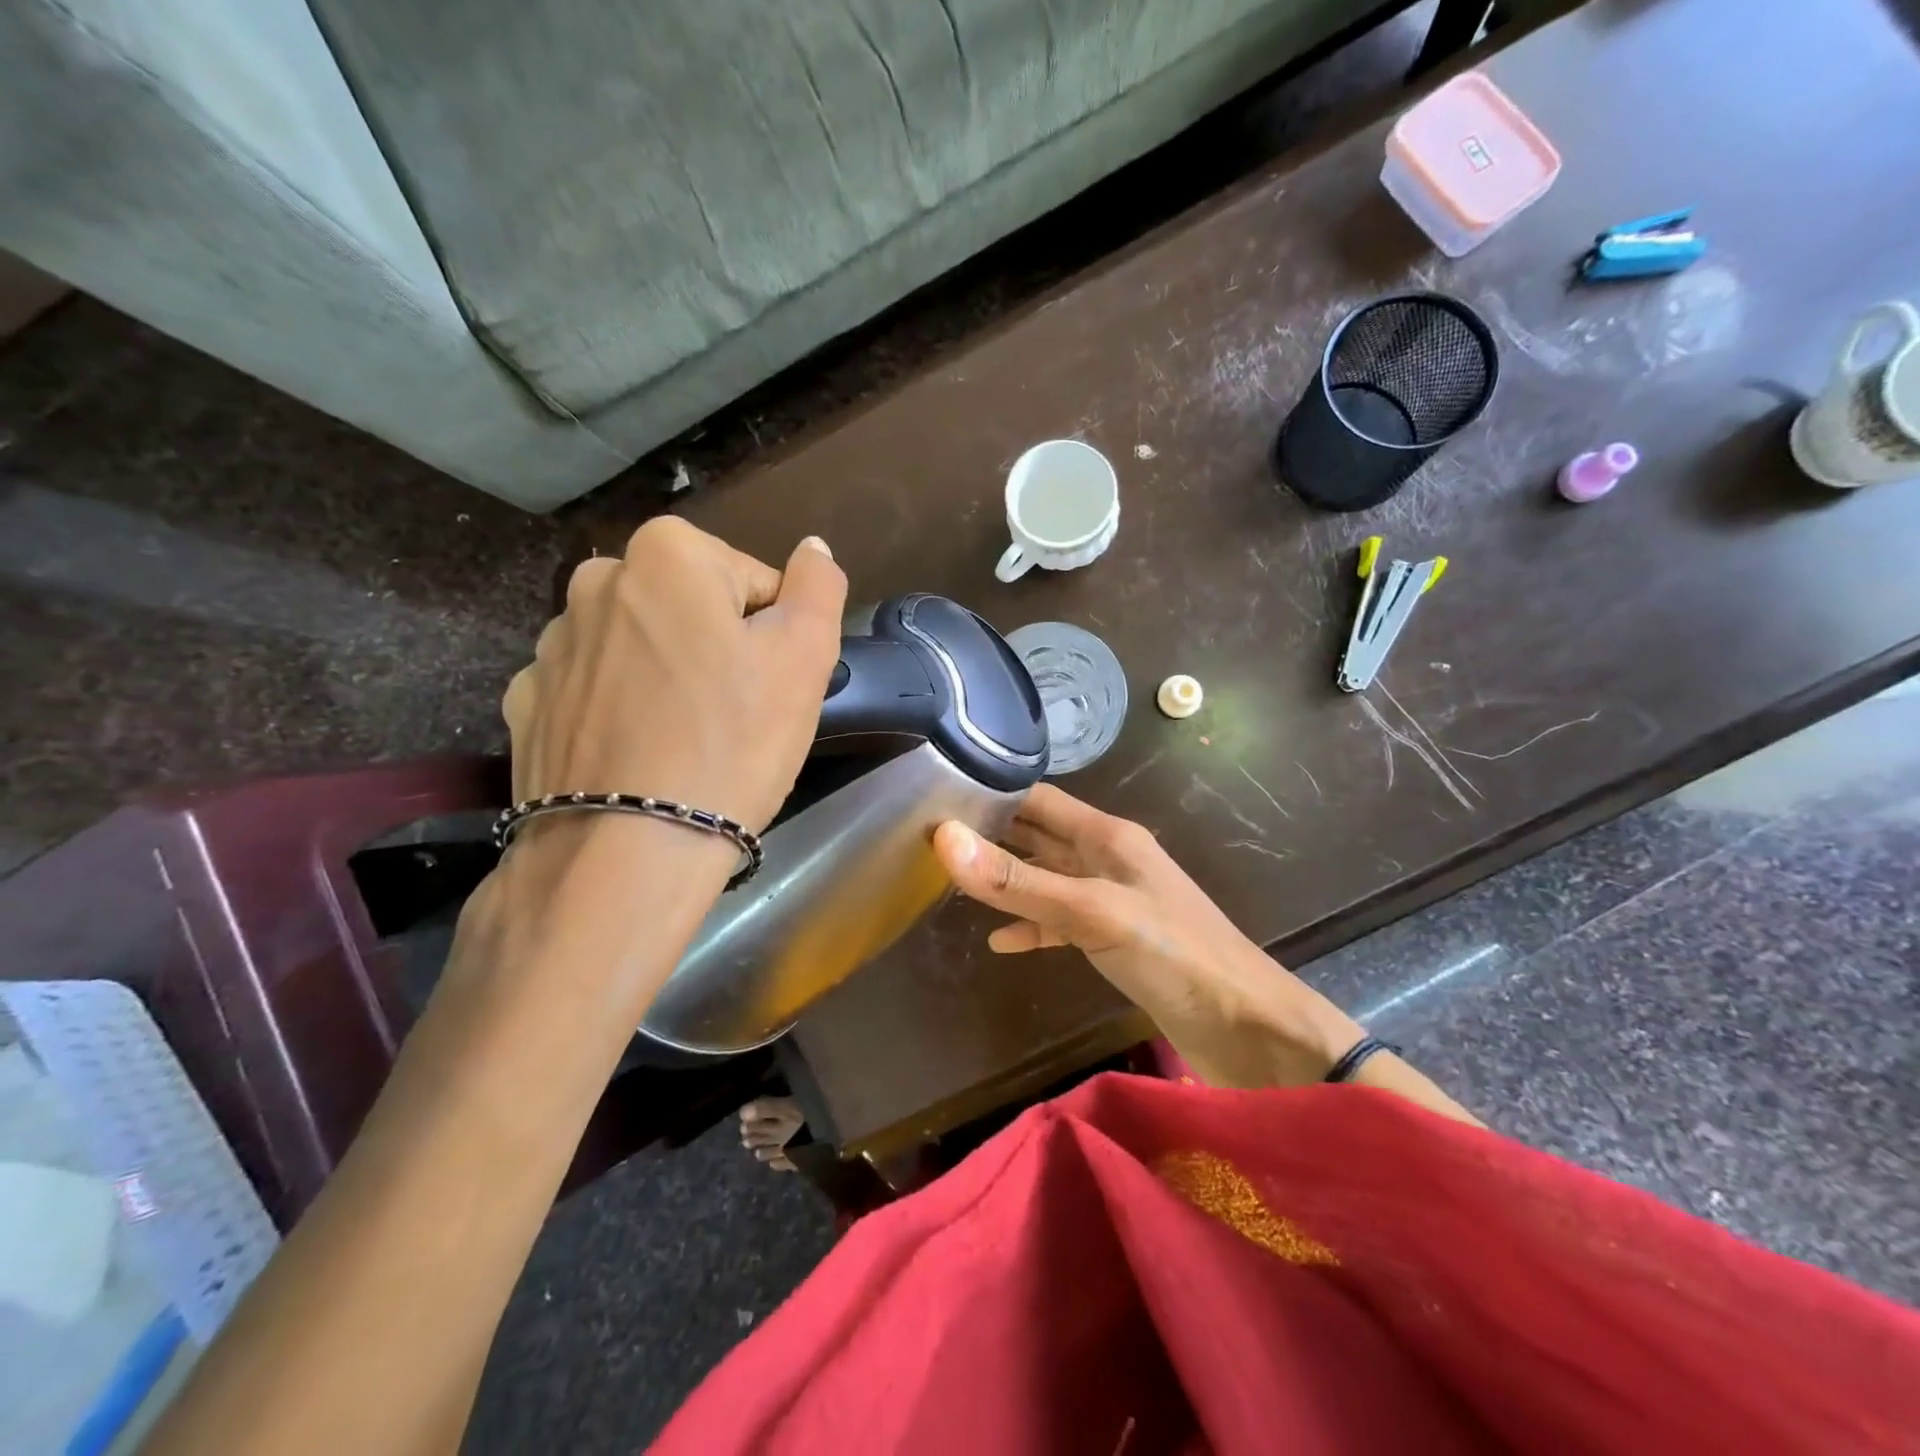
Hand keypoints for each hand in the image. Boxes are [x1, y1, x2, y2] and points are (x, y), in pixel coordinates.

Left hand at [503, 518, 846, 838]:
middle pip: (692, 608)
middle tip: (736, 715)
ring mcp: (552, 644)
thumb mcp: (805, 658)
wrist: (626, 853)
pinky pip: (596, 691)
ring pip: (642, 648)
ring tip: (686, 742)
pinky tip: (637, 756)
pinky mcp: (527, 703)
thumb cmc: (732, 743)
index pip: (755, 582)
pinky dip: (620, 711)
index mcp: (669, 554)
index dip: (776, 636)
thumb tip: (813, 548)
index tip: (771, 688)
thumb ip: (818, 587)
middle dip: (718, 648)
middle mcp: (597, 580)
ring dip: (668, 677)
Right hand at [933, 785, 1363, 1088]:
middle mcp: (1108, 859)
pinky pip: (1062, 923)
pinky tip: (1000, 942)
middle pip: (1039, 836)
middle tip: (931, 840)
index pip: (1039, 799)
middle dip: (992, 835)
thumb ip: (1019, 881)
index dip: (992, 794)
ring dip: (1008, 881)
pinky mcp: (1115, 941)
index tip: (937, 799)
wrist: (1250, 1030)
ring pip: (1047, 880)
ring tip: (953, 884)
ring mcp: (1112, 901)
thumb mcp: (1091, 913)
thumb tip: (944, 839)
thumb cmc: (1175, 956)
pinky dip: (1032, 928)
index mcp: (1108, 836)